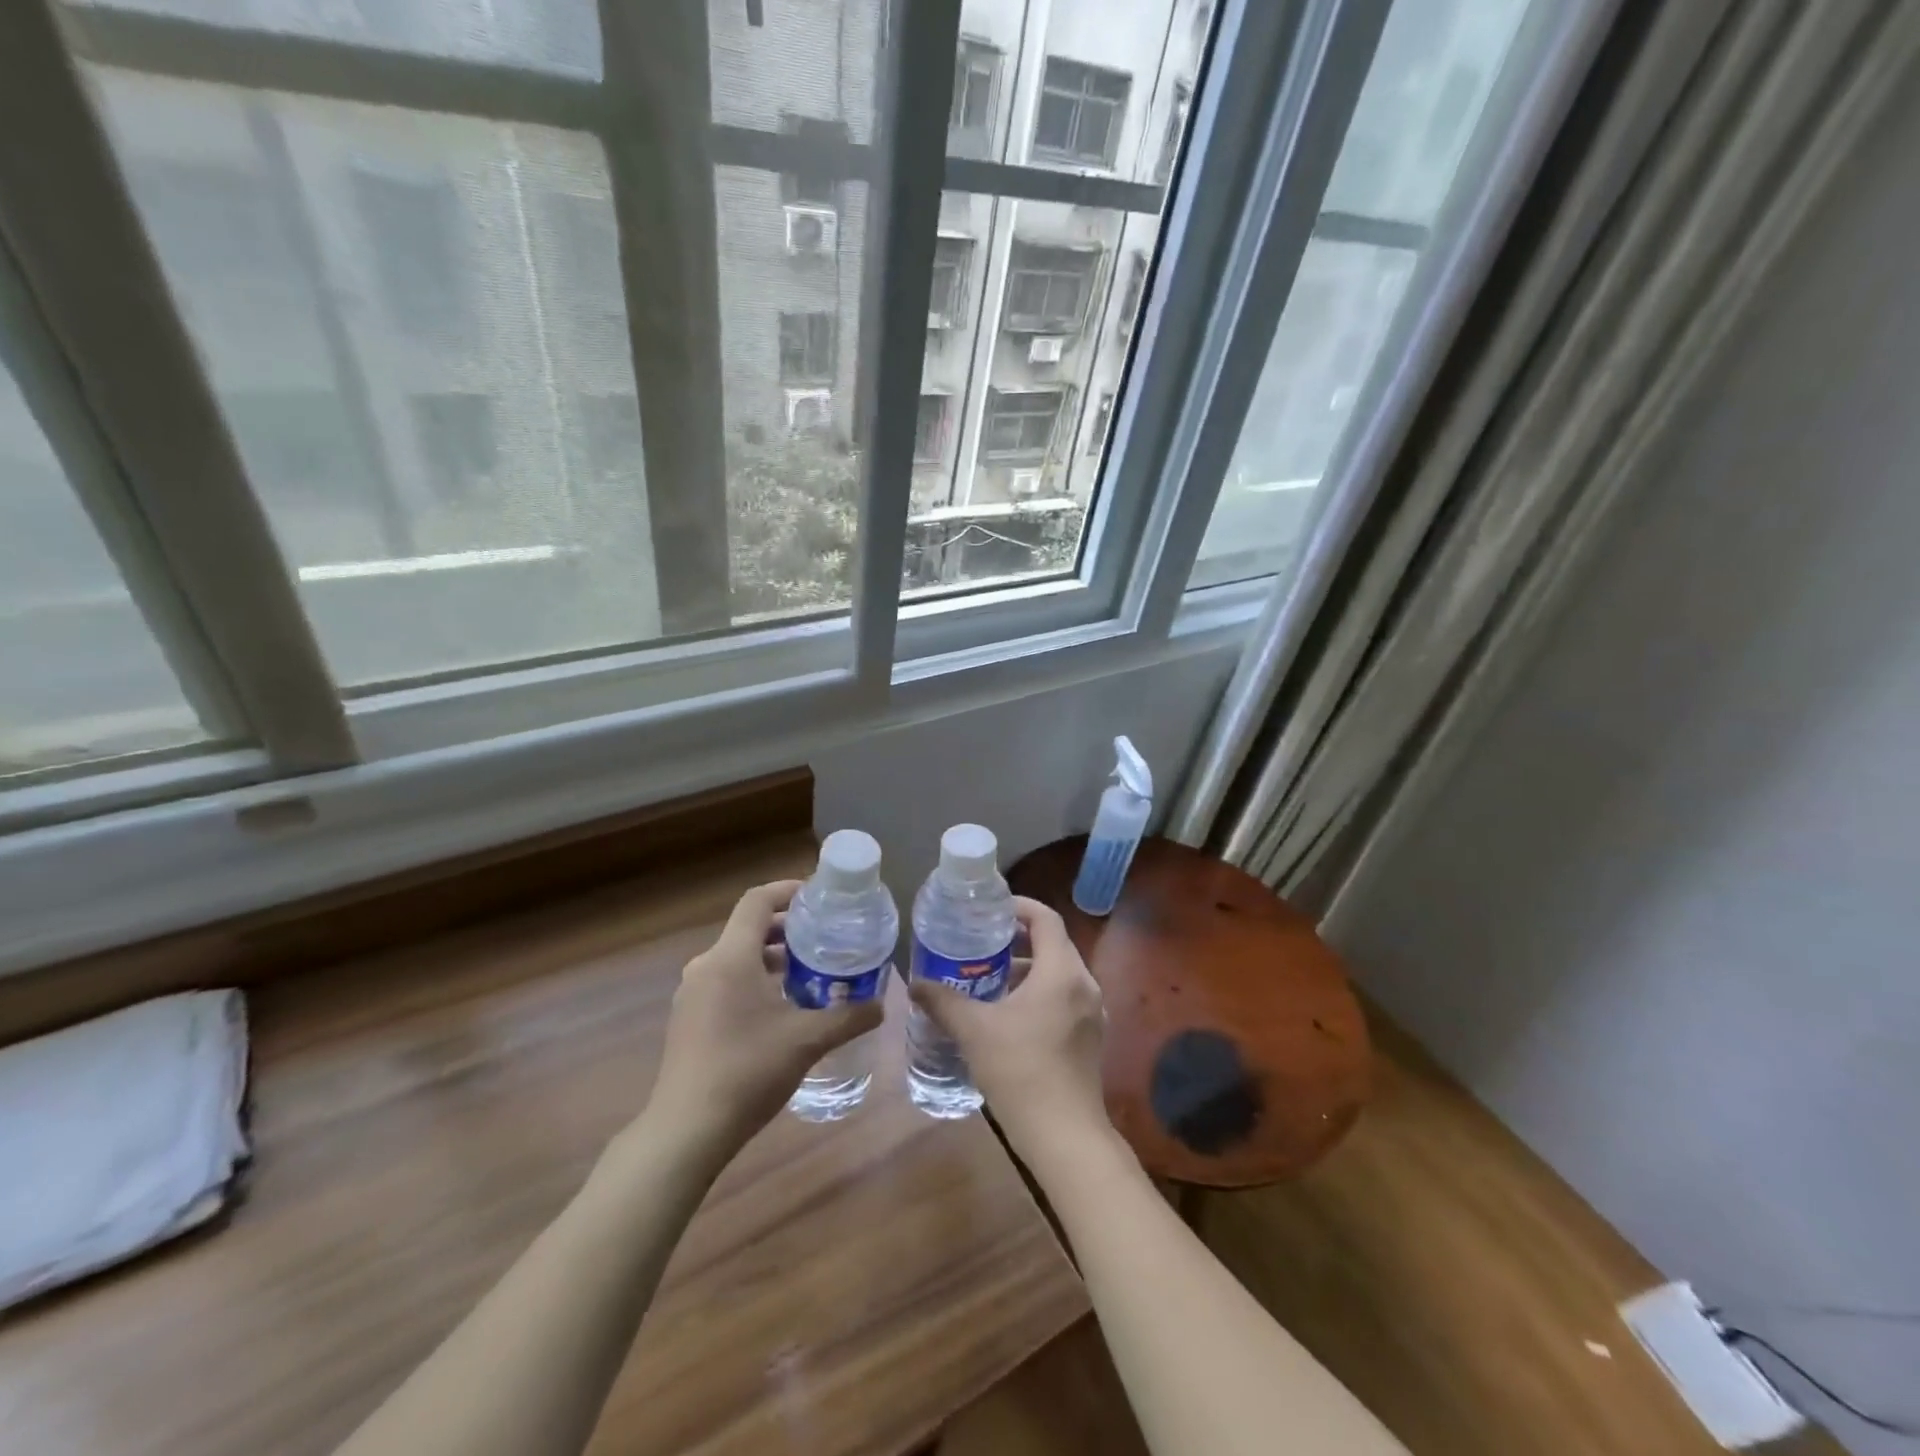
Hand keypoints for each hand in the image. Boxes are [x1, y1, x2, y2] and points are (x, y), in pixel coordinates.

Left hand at [646, 881, 883, 1162]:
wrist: (686, 1132)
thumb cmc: (747, 1072)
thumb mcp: (807, 1041)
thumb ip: (848, 1017)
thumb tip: (882, 1004)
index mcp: (731, 957)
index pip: (758, 901)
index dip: (789, 890)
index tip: (821, 895)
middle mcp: (706, 966)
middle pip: (749, 928)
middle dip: (788, 927)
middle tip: (825, 935)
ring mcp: (693, 994)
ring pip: (737, 957)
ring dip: (772, 956)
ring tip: (810, 970)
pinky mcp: (688, 1019)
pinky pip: (725, 980)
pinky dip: (755, 978)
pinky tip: (781, 1007)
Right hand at [910, 897, 1111, 1164]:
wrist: (1065, 1137)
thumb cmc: (1020, 1071)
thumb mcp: (974, 1031)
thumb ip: (943, 1001)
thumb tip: (914, 984)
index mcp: (1062, 971)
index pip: (1045, 919)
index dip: (1018, 907)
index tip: (990, 910)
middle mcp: (1084, 984)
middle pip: (1052, 945)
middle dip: (1016, 941)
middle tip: (980, 944)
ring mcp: (1092, 1013)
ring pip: (1058, 975)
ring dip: (1025, 971)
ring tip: (987, 980)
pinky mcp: (1090, 1038)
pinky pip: (1064, 999)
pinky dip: (1038, 994)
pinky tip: (1007, 1016)